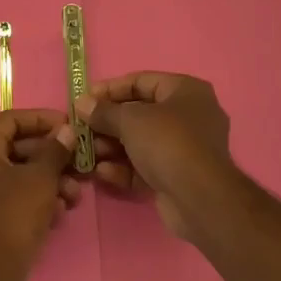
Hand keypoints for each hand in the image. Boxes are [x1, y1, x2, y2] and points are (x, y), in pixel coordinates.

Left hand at [0, 110, 79, 280]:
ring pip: (17, 174)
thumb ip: (55, 150)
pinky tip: (58, 212)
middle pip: (16, 147)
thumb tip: (66, 131)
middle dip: (52, 157)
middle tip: (80, 164)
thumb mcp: (41, 178)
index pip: (11, 119)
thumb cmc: (14, 216)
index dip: (42, 119)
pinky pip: (11, 195)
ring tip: (74, 195)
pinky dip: (35, 198)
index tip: (69, 126)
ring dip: (49, 180)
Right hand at [76, 73, 237, 239]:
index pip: (141, 81)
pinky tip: (102, 173)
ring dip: (111, 147)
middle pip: (138, 113)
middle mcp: (188, 116)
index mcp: (185, 91)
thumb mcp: (130, 120)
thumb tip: (82, 104)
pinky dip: (124, 168)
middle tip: (81, 129)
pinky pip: (145, 166)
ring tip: (87, 153)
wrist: (199, 198)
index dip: (110, 89)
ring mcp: (184, 148)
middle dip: (107, 123)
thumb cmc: (167, 143)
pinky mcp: (177, 176)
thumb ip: (103, 111)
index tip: (84, 99)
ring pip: (139, 142)